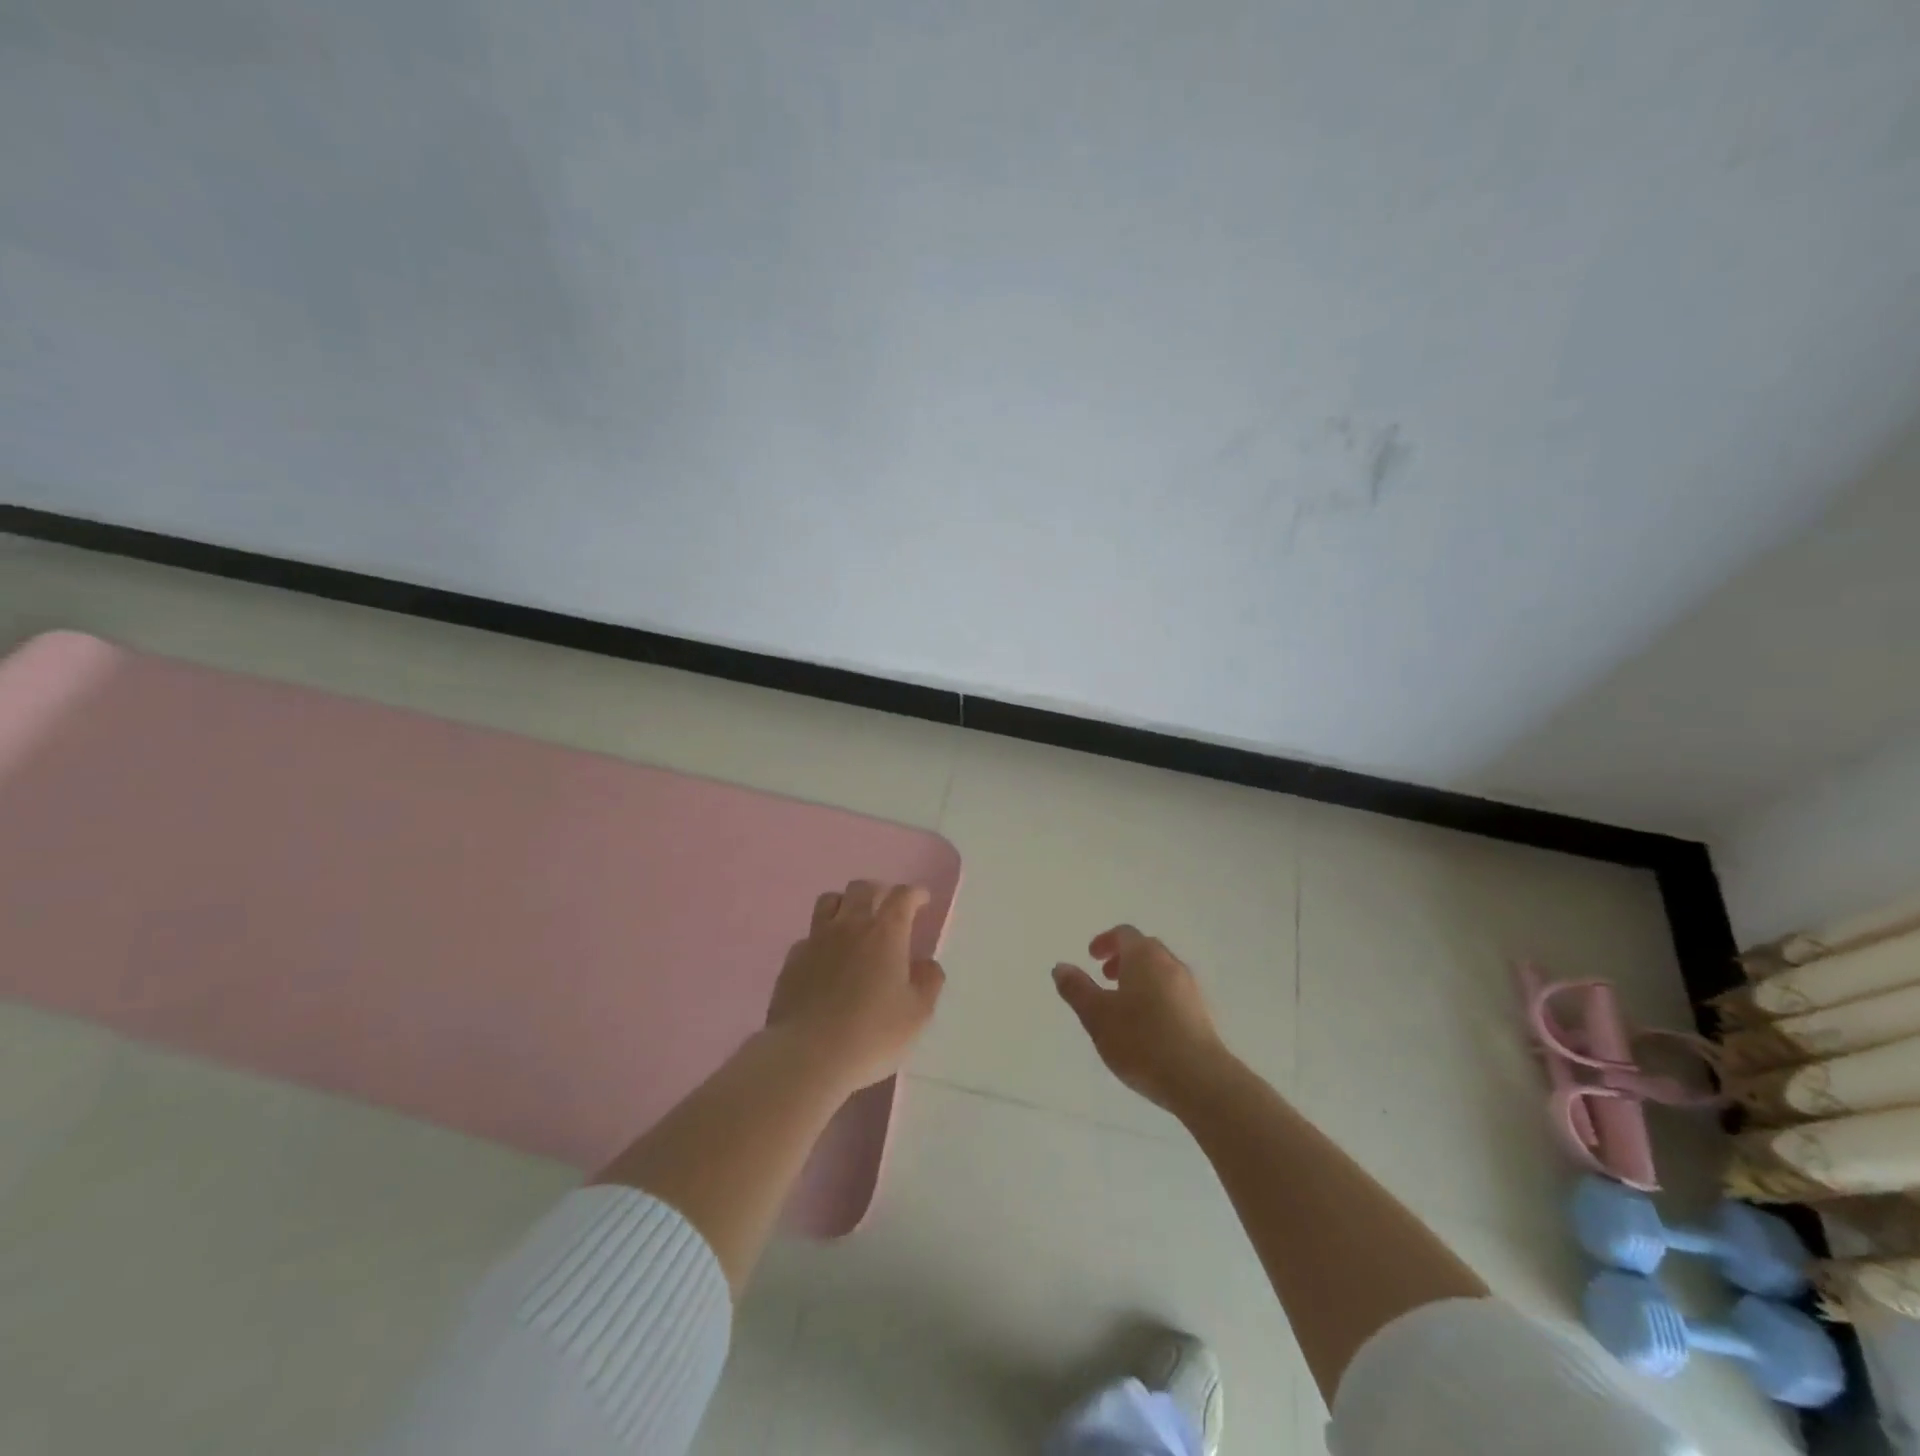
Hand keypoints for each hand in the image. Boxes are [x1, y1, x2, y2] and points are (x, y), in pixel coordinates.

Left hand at [766, 880, 945, 1095]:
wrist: (807, 1054)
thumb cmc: (872, 1034)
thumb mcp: (917, 1014)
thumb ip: (928, 982)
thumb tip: (926, 964)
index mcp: (886, 933)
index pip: (902, 896)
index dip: (914, 894)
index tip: (921, 901)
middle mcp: (850, 925)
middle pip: (862, 888)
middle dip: (879, 892)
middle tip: (887, 909)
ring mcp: (817, 940)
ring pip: (829, 900)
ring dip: (845, 904)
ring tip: (853, 922)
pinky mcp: (793, 959)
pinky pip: (809, 935)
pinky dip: (822, 938)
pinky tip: (826, 958)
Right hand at [1053, 925, 1228, 1112]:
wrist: (1200, 1079)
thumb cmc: (1141, 1040)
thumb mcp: (1097, 1016)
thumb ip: (1077, 989)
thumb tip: (1060, 967)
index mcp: (1144, 956)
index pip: (1124, 934)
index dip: (1105, 941)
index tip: (1092, 957)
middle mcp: (1170, 964)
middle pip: (1145, 949)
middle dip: (1123, 958)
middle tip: (1106, 977)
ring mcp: (1190, 988)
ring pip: (1161, 971)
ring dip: (1140, 978)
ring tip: (1123, 1005)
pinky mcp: (1201, 1013)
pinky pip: (1173, 992)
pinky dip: (1155, 996)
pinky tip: (1147, 1026)